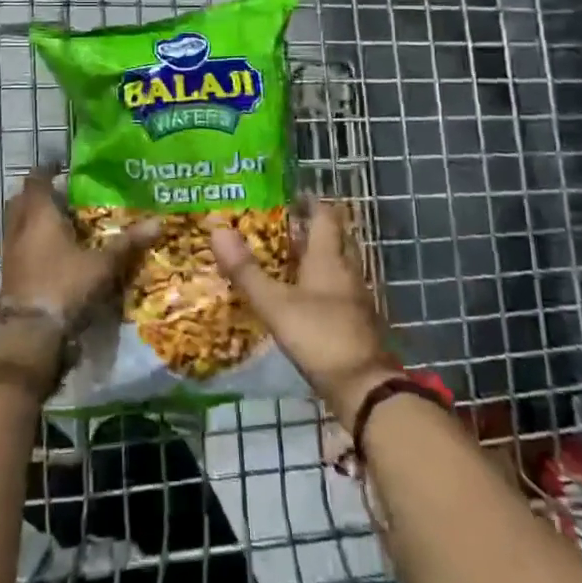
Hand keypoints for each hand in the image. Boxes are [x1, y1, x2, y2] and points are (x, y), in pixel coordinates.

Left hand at [0, 164, 160, 323]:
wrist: (30, 332)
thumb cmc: (64, 285)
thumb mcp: (102, 265)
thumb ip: (128, 243)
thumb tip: (159, 221)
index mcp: (39, 213)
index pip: (37, 179)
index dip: (48, 170)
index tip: (63, 167)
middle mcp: (19, 226)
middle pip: (23, 199)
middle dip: (40, 194)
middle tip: (64, 195)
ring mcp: (10, 251)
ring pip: (18, 223)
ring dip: (33, 218)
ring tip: (61, 222)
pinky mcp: (9, 273)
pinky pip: (18, 245)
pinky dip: (32, 241)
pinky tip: (53, 252)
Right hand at [209, 199, 398, 426]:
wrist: (364, 388)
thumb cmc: (319, 336)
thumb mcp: (275, 304)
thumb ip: (246, 270)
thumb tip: (217, 229)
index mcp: (329, 258)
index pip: (325, 216)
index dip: (310, 202)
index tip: (291, 194)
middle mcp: (347, 269)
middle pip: (335, 237)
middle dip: (314, 226)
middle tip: (285, 222)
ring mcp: (356, 296)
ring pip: (339, 263)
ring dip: (318, 254)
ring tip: (288, 254)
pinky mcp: (357, 320)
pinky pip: (340, 287)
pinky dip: (323, 281)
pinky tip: (304, 293)